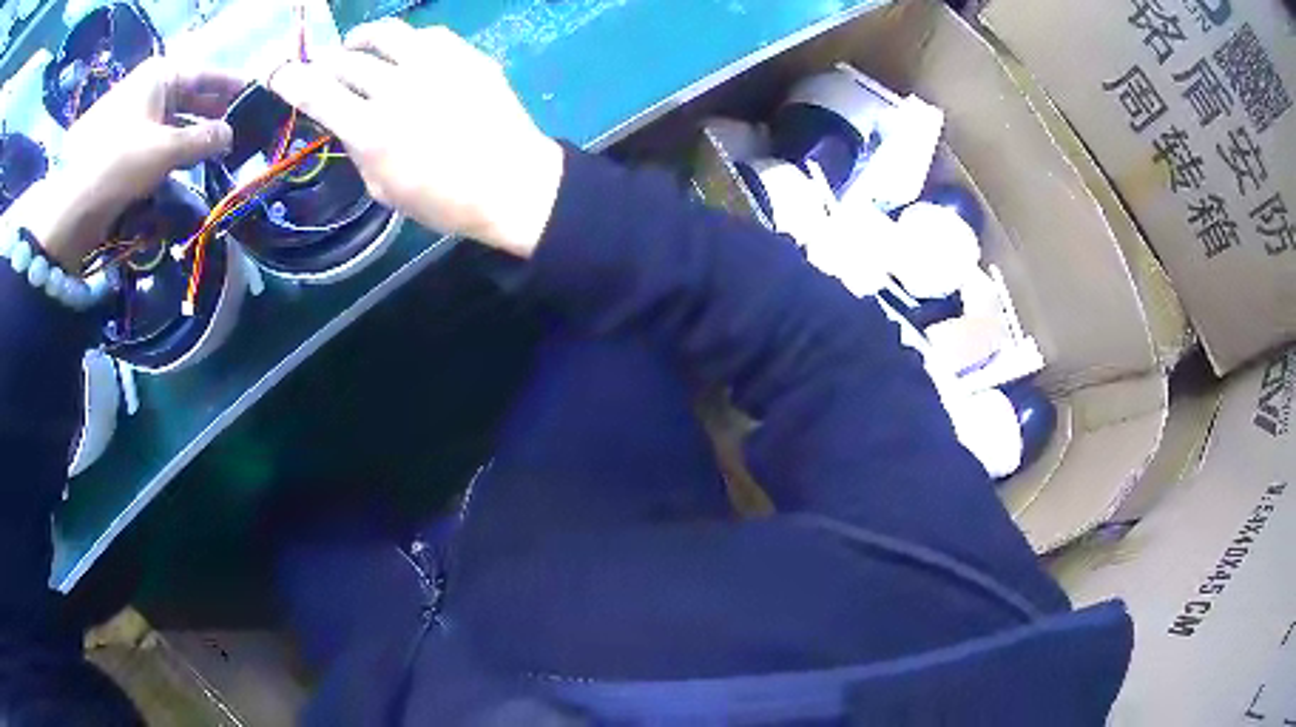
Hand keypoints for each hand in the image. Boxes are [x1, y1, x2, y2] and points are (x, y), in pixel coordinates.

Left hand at [8, 58, 241, 271]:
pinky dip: (174, 153)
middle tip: (241, 131)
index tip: (257, 98)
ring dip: (195, 138)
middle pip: (190, 98)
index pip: (205, 75)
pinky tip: (188, 165)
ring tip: (219, 152)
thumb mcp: (165, 150)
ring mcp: (134, 120)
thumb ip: (203, 140)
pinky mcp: (124, 148)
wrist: (70, 207)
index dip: (232, 87)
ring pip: (174, 123)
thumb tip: (230, 135)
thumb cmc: (119, 164)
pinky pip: (157, 143)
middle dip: (214, 114)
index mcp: (160, 76)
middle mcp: (148, 91)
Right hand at [268, 20, 563, 257]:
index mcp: (371, 131)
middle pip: (345, 61)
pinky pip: (426, 35)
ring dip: (361, 39)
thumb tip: (346, 119)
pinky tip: (406, 53)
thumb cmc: (444, 200)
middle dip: (323, 63)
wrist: (512, 182)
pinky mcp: (465, 55)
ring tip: (356, 47)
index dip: (290, 81)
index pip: (317, 94)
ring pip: (384, 34)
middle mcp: (397, 88)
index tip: (277, 73)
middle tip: (320, 68)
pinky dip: (406, 42)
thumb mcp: (383, 189)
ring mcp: (434, 65)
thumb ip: (359, 148)